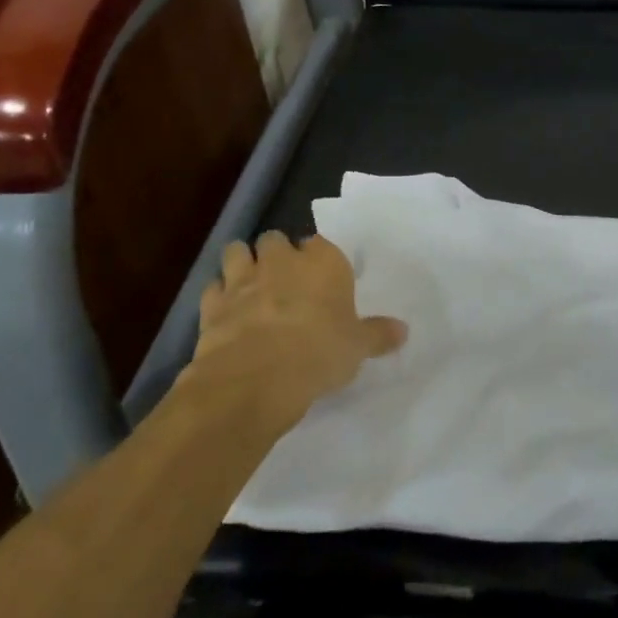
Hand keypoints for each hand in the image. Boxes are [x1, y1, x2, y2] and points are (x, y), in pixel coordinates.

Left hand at [185, 232, 406, 425]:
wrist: (255, 378)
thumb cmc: (318, 354)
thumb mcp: (357, 348)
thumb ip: (378, 334)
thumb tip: (404, 330)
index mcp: (322, 263)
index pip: (320, 244)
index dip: (317, 258)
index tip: (320, 276)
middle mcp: (282, 261)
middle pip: (275, 239)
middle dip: (276, 254)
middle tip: (283, 279)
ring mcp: (243, 279)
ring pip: (237, 252)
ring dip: (241, 263)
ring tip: (249, 284)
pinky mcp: (213, 304)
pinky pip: (213, 288)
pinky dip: (217, 296)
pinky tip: (224, 313)